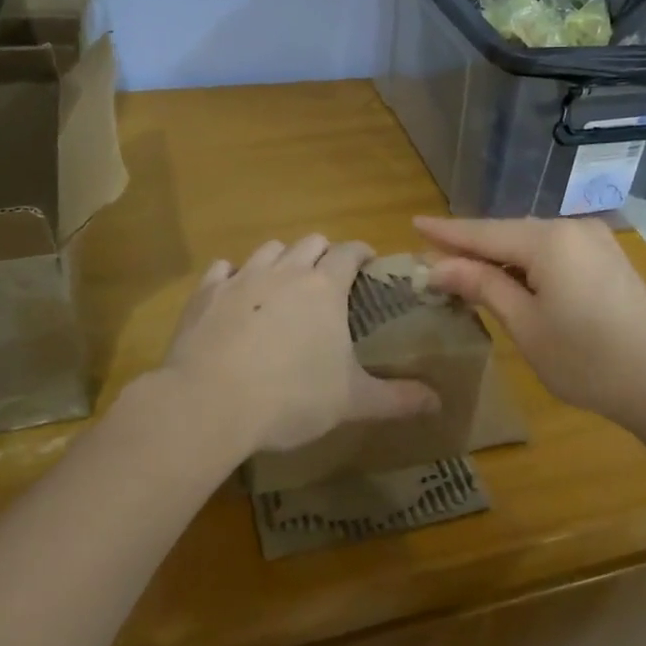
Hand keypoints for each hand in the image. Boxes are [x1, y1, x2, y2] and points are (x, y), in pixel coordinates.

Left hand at [157, 235, 438, 456]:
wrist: (210, 402)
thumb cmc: (291, 398)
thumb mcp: (352, 401)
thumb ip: (397, 398)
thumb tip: (438, 402)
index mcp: (324, 288)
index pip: (349, 251)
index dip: (361, 252)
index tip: (368, 261)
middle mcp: (285, 271)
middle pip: (309, 243)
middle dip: (323, 253)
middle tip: (329, 278)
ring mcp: (241, 278)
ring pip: (268, 250)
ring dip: (281, 259)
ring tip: (283, 284)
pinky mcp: (206, 294)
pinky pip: (223, 269)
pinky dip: (233, 276)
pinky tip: (234, 294)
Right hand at [416, 215, 645, 428]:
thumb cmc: (585, 359)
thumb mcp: (525, 325)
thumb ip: (482, 286)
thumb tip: (438, 267)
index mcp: (549, 240)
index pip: (484, 232)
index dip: (447, 232)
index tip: (414, 223)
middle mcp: (572, 228)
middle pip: (508, 233)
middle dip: (471, 246)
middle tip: (433, 257)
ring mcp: (595, 241)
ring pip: (532, 242)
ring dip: (499, 256)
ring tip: (464, 268)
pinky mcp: (608, 258)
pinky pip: (555, 251)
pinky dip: (527, 263)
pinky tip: (511, 277)